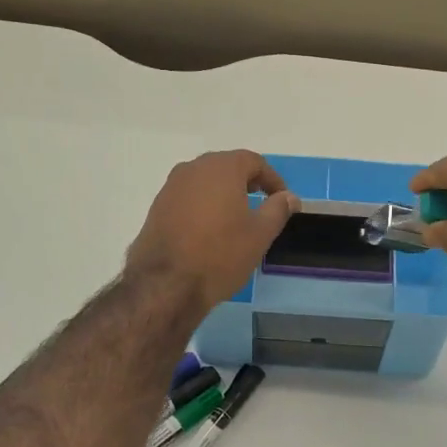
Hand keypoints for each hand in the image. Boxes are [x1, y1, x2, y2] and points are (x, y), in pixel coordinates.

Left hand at [127, 150, 299, 316]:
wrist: (166, 284)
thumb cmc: (220, 255)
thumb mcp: (260, 234)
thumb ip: (278, 209)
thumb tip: (289, 197)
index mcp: (222, 168)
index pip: (253, 161)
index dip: (272, 178)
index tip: (282, 198)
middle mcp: (193, 169)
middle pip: (226, 167)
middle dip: (246, 181)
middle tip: (261, 202)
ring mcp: (171, 187)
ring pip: (204, 182)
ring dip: (223, 193)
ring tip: (236, 218)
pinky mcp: (157, 207)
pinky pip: (188, 197)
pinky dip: (203, 205)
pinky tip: (209, 230)